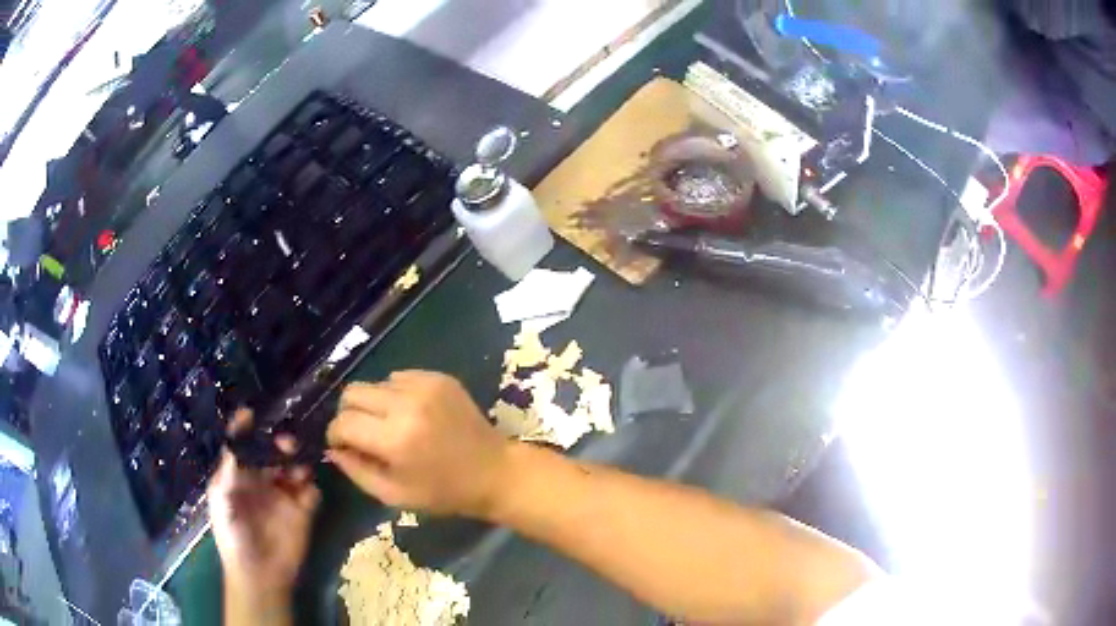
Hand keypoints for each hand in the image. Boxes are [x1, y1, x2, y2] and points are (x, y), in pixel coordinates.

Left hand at [208, 411, 320, 606]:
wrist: (259, 575)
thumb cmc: (233, 537)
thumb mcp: (221, 502)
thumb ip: (227, 473)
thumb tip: (234, 443)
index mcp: (240, 476)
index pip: (243, 445)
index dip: (245, 428)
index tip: (250, 413)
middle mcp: (262, 480)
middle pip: (272, 451)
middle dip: (279, 442)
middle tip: (287, 444)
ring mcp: (284, 495)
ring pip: (295, 467)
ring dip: (298, 462)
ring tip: (299, 471)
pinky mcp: (303, 512)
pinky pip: (312, 491)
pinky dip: (312, 488)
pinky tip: (306, 494)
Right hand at [326, 371, 510, 517]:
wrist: (494, 472)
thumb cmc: (443, 492)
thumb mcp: (394, 495)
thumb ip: (356, 470)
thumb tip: (332, 449)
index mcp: (394, 439)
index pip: (342, 422)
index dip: (335, 435)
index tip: (343, 445)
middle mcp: (406, 405)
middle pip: (352, 392)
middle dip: (349, 414)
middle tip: (362, 434)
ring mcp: (425, 386)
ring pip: (374, 383)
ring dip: (373, 404)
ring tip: (390, 426)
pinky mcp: (439, 377)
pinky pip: (399, 377)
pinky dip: (395, 394)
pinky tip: (411, 415)